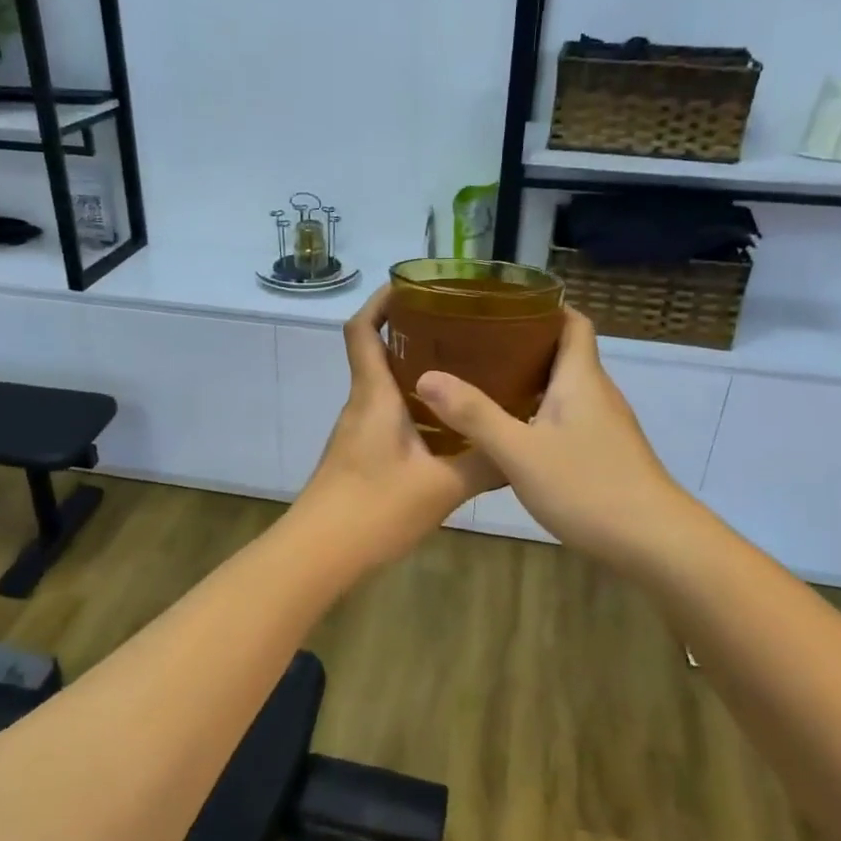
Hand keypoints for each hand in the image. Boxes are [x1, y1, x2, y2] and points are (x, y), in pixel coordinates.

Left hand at [291, 286, 499, 566]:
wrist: (318, 554)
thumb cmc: (374, 508)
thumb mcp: (441, 487)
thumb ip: (484, 465)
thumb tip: (522, 450)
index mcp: (374, 396)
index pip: (362, 330)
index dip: (380, 302)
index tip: (412, 287)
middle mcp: (360, 405)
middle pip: (376, 354)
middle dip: (412, 335)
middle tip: (461, 331)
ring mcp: (355, 433)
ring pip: (383, 389)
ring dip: (415, 375)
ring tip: (464, 374)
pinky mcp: (357, 457)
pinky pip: (386, 418)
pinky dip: (412, 410)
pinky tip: (445, 429)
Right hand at [415, 309, 692, 568]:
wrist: (653, 541)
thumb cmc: (587, 486)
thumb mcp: (519, 452)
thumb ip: (474, 415)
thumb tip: (426, 376)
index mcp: (580, 378)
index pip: (572, 322)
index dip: (543, 308)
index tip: (502, 307)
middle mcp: (596, 393)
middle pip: (564, 353)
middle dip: (523, 344)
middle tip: (476, 346)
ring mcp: (605, 424)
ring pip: (565, 388)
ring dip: (529, 381)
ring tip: (483, 384)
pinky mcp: (605, 452)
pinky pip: (568, 417)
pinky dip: (539, 412)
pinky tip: (512, 433)